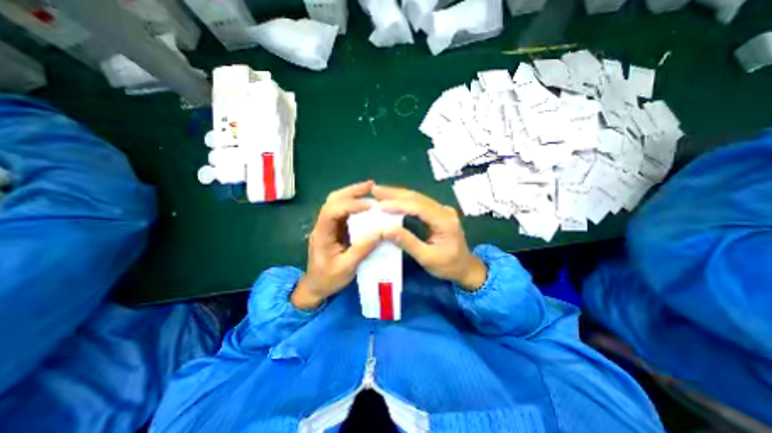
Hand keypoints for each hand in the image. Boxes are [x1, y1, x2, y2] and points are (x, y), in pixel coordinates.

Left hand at [293, 180, 382, 309]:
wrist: (315, 287)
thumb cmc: (328, 279)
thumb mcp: (347, 267)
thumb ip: (363, 248)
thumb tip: (382, 231)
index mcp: (322, 233)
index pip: (333, 211)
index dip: (351, 204)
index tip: (371, 206)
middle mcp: (323, 225)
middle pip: (333, 200)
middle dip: (352, 191)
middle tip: (371, 186)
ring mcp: (328, 226)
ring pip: (337, 203)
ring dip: (353, 194)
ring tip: (370, 190)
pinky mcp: (335, 229)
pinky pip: (344, 212)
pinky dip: (355, 205)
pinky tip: (366, 205)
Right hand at [371, 184, 483, 291]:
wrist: (466, 268)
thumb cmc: (448, 266)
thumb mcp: (427, 258)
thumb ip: (407, 242)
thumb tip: (385, 229)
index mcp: (444, 220)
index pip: (418, 207)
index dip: (398, 205)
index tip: (379, 205)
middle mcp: (443, 210)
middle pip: (417, 197)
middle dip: (394, 193)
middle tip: (374, 190)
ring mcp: (441, 209)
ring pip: (416, 198)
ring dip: (397, 195)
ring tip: (379, 192)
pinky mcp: (436, 212)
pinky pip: (418, 203)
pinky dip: (402, 201)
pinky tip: (392, 200)